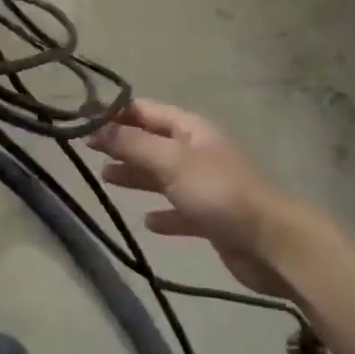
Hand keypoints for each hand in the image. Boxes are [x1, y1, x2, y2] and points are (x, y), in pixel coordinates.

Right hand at [87, 99, 297, 298]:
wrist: (271, 242)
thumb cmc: (218, 192)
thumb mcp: (171, 161)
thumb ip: (133, 144)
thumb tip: (97, 127)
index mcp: (190, 129)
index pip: (146, 111)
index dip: (115, 113)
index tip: (83, 120)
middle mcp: (196, 152)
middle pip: (152, 142)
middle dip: (122, 143)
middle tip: (88, 151)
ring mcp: (205, 185)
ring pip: (162, 175)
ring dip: (136, 176)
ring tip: (106, 179)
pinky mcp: (211, 218)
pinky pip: (179, 210)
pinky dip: (163, 214)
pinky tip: (147, 222)